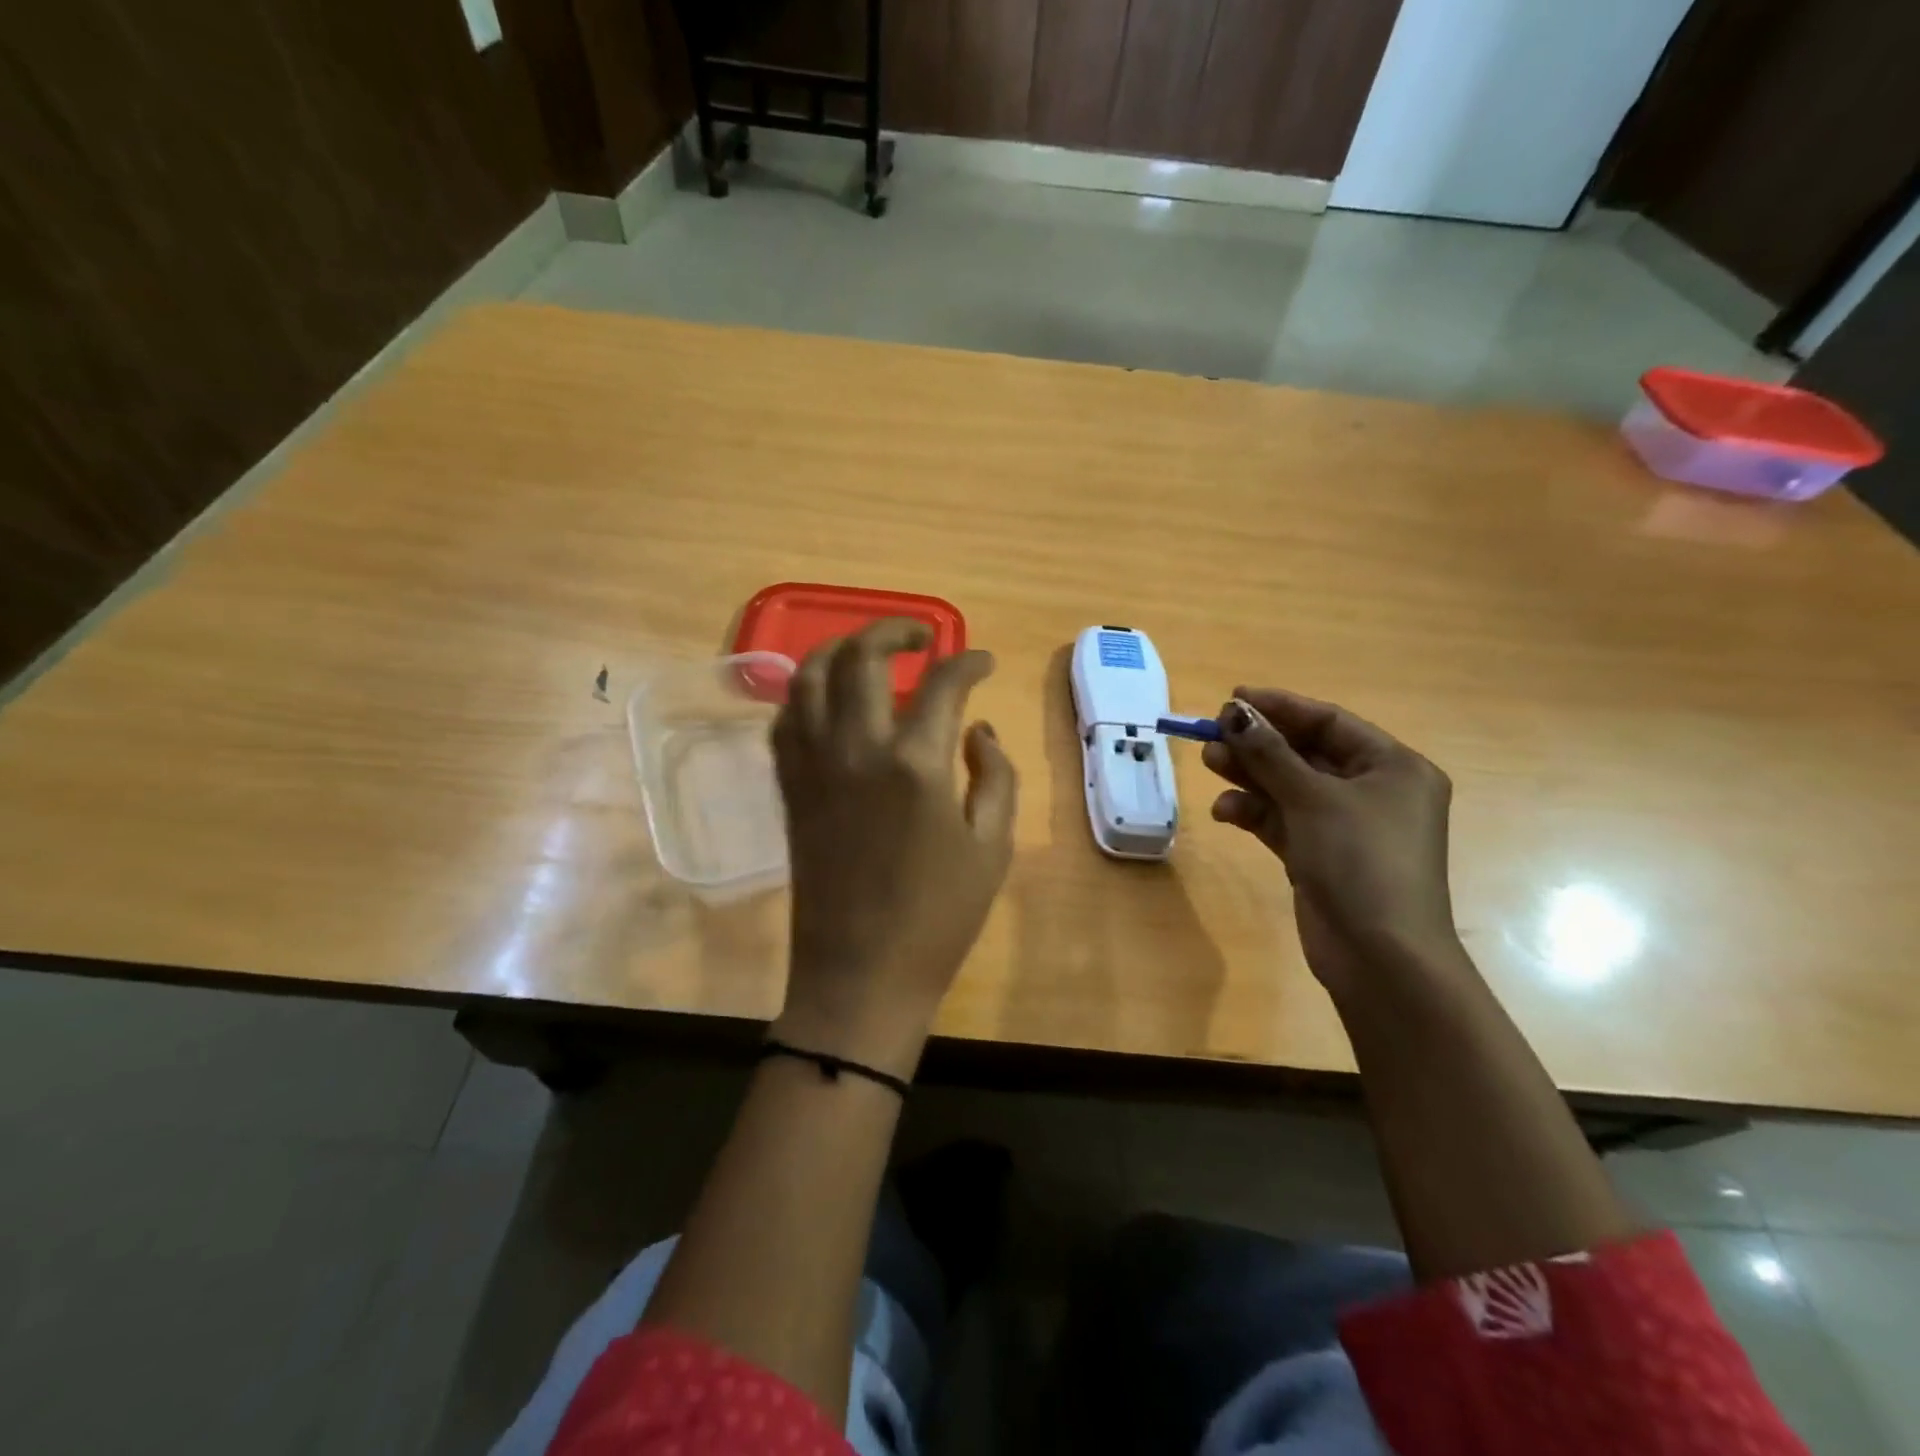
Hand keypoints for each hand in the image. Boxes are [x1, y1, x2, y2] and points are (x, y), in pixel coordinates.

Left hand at [771, 618, 1017, 1077]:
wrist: (860, 974)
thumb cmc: (939, 918)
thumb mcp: (992, 847)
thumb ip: (995, 775)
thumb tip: (978, 729)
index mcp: (916, 764)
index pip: (943, 683)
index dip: (969, 662)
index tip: (984, 662)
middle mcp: (856, 748)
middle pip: (862, 657)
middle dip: (895, 630)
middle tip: (922, 637)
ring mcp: (813, 766)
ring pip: (808, 677)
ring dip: (840, 650)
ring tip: (870, 653)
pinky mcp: (789, 787)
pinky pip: (785, 720)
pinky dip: (807, 694)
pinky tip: (831, 700)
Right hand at [1202, 688, 1460, 1001]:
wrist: (1380, 956)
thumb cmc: (1360, 860)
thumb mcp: (1313, 798)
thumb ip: (1269, 753)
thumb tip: (1233, 712)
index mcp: (1393, 767)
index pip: (1330, 722)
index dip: (1280, 707)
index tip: (1233, 698)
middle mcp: (1373, 792)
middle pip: (1305, 754)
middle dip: (1258, 745)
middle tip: (1212, 735)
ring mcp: (1346, 827)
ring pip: (1288, 788)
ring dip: (1250, 776)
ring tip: (1210, 764)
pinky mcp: (1320, 856)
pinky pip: (1283, 821)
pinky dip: (1255, 813)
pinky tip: (1225, 812)